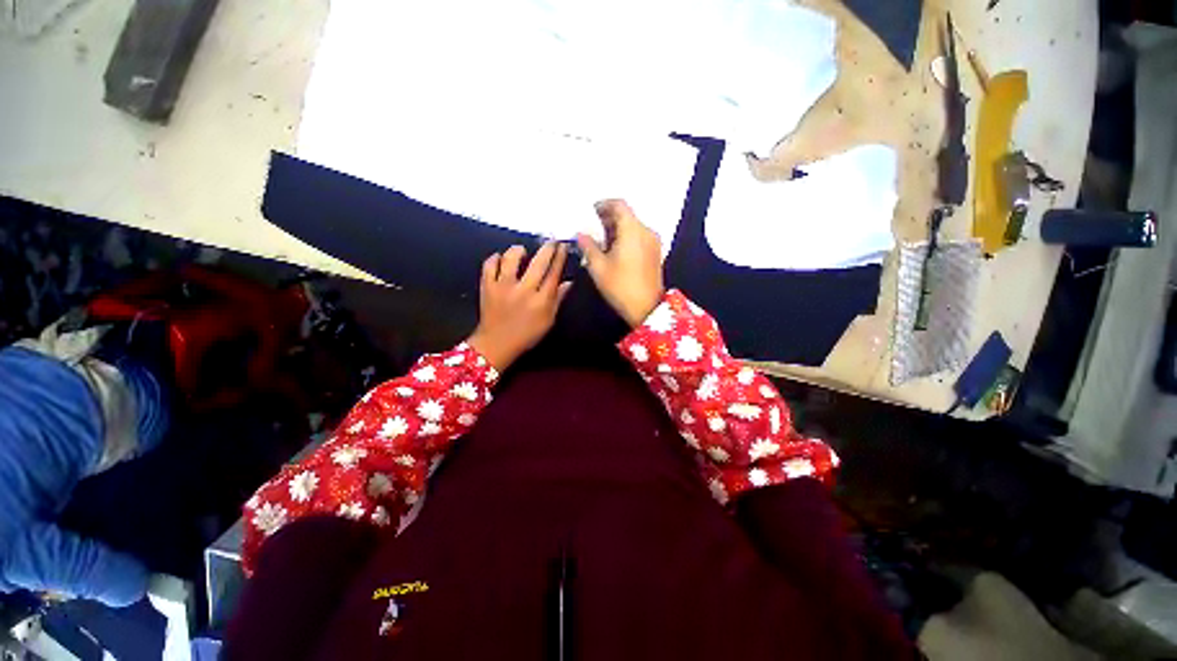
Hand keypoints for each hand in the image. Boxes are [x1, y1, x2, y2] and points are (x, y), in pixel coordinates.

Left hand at [468, 242, 571, 369]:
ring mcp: (503, 287)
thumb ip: (558, 299)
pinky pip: (489, 265)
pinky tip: (500, 258)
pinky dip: (495, 258)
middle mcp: (524, 290)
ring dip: (518, 250)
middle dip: (547, 248)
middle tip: (551, 241)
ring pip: (511, 259)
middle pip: (538, 263)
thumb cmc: (526, 334)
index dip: (560, 258)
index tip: (563, 246)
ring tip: (522, 251)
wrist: (496, 344)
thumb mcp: (548, 320)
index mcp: (541, 300)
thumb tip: (568, 282)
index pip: (554, 274)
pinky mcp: (487, 286)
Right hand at [576, 199, 664, 326]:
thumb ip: (588, 246)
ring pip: (633, 226)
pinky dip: (627, 237)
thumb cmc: (621, 286)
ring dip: (617, 229)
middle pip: (627, 215)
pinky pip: (639, 236)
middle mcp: (646, 231)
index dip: (603, 205)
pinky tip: (615, 250)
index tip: (591, 212)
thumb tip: (582, 234)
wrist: (647, 308)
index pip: (619, 205)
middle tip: (593, 228)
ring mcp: (653, 242)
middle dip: (609, 218)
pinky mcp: (655, 253)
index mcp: (632, 230)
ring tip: (602, 241)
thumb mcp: (598, 267)